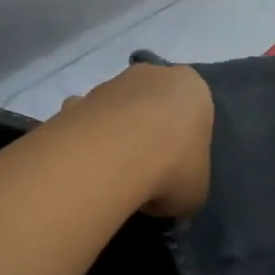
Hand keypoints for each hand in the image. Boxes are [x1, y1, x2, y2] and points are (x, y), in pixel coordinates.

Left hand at [59, 62, 212, 218]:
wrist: (112, 156)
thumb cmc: (173, 166)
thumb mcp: (196, 190)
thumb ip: (188, 186)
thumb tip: (170, 199)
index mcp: (191, 88)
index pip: (194, 109)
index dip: (186, 140)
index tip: (178, 168)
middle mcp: (153, 74)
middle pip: (154, 102)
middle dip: (150, 129)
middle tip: (149, 169)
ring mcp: (111, 83)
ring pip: (118, 109)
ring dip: (117, 133)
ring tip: (115, 175)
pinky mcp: (78, 100)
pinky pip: (86, 121)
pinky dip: (86, 140)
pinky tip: (87, 169)